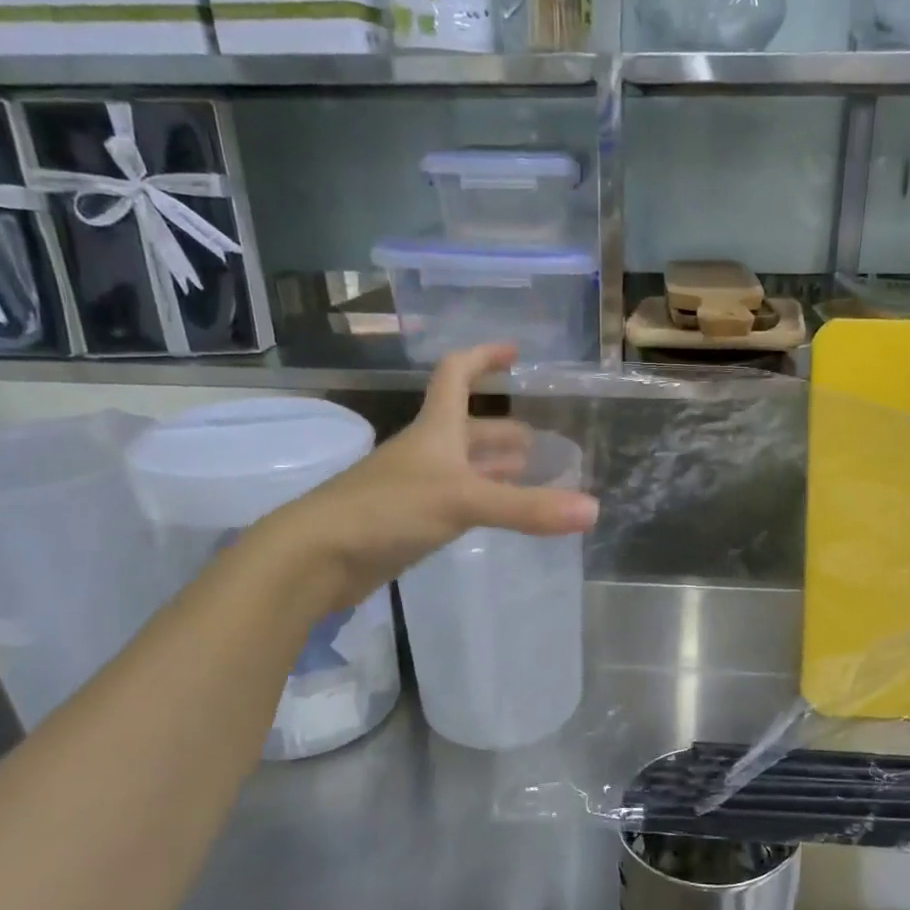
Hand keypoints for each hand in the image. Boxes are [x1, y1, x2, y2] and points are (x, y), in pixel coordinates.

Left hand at [263, 344, 599, 610]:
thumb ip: (527, 507)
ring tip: (530, 475)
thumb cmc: (387, 510)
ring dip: (495, 467)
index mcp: (435, 430)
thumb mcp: (463, 501)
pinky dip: (481, 501)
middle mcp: (426, 452)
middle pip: (468, 428)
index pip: (458, 375)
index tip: (516, 352)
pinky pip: (455, 501)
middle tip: (541, 441)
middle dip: (503, 430)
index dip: (484, 357)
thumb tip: (593, 510)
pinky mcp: (408, 522)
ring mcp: (414, 487)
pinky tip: (496, 514)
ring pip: (463, 467)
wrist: (316, 557)